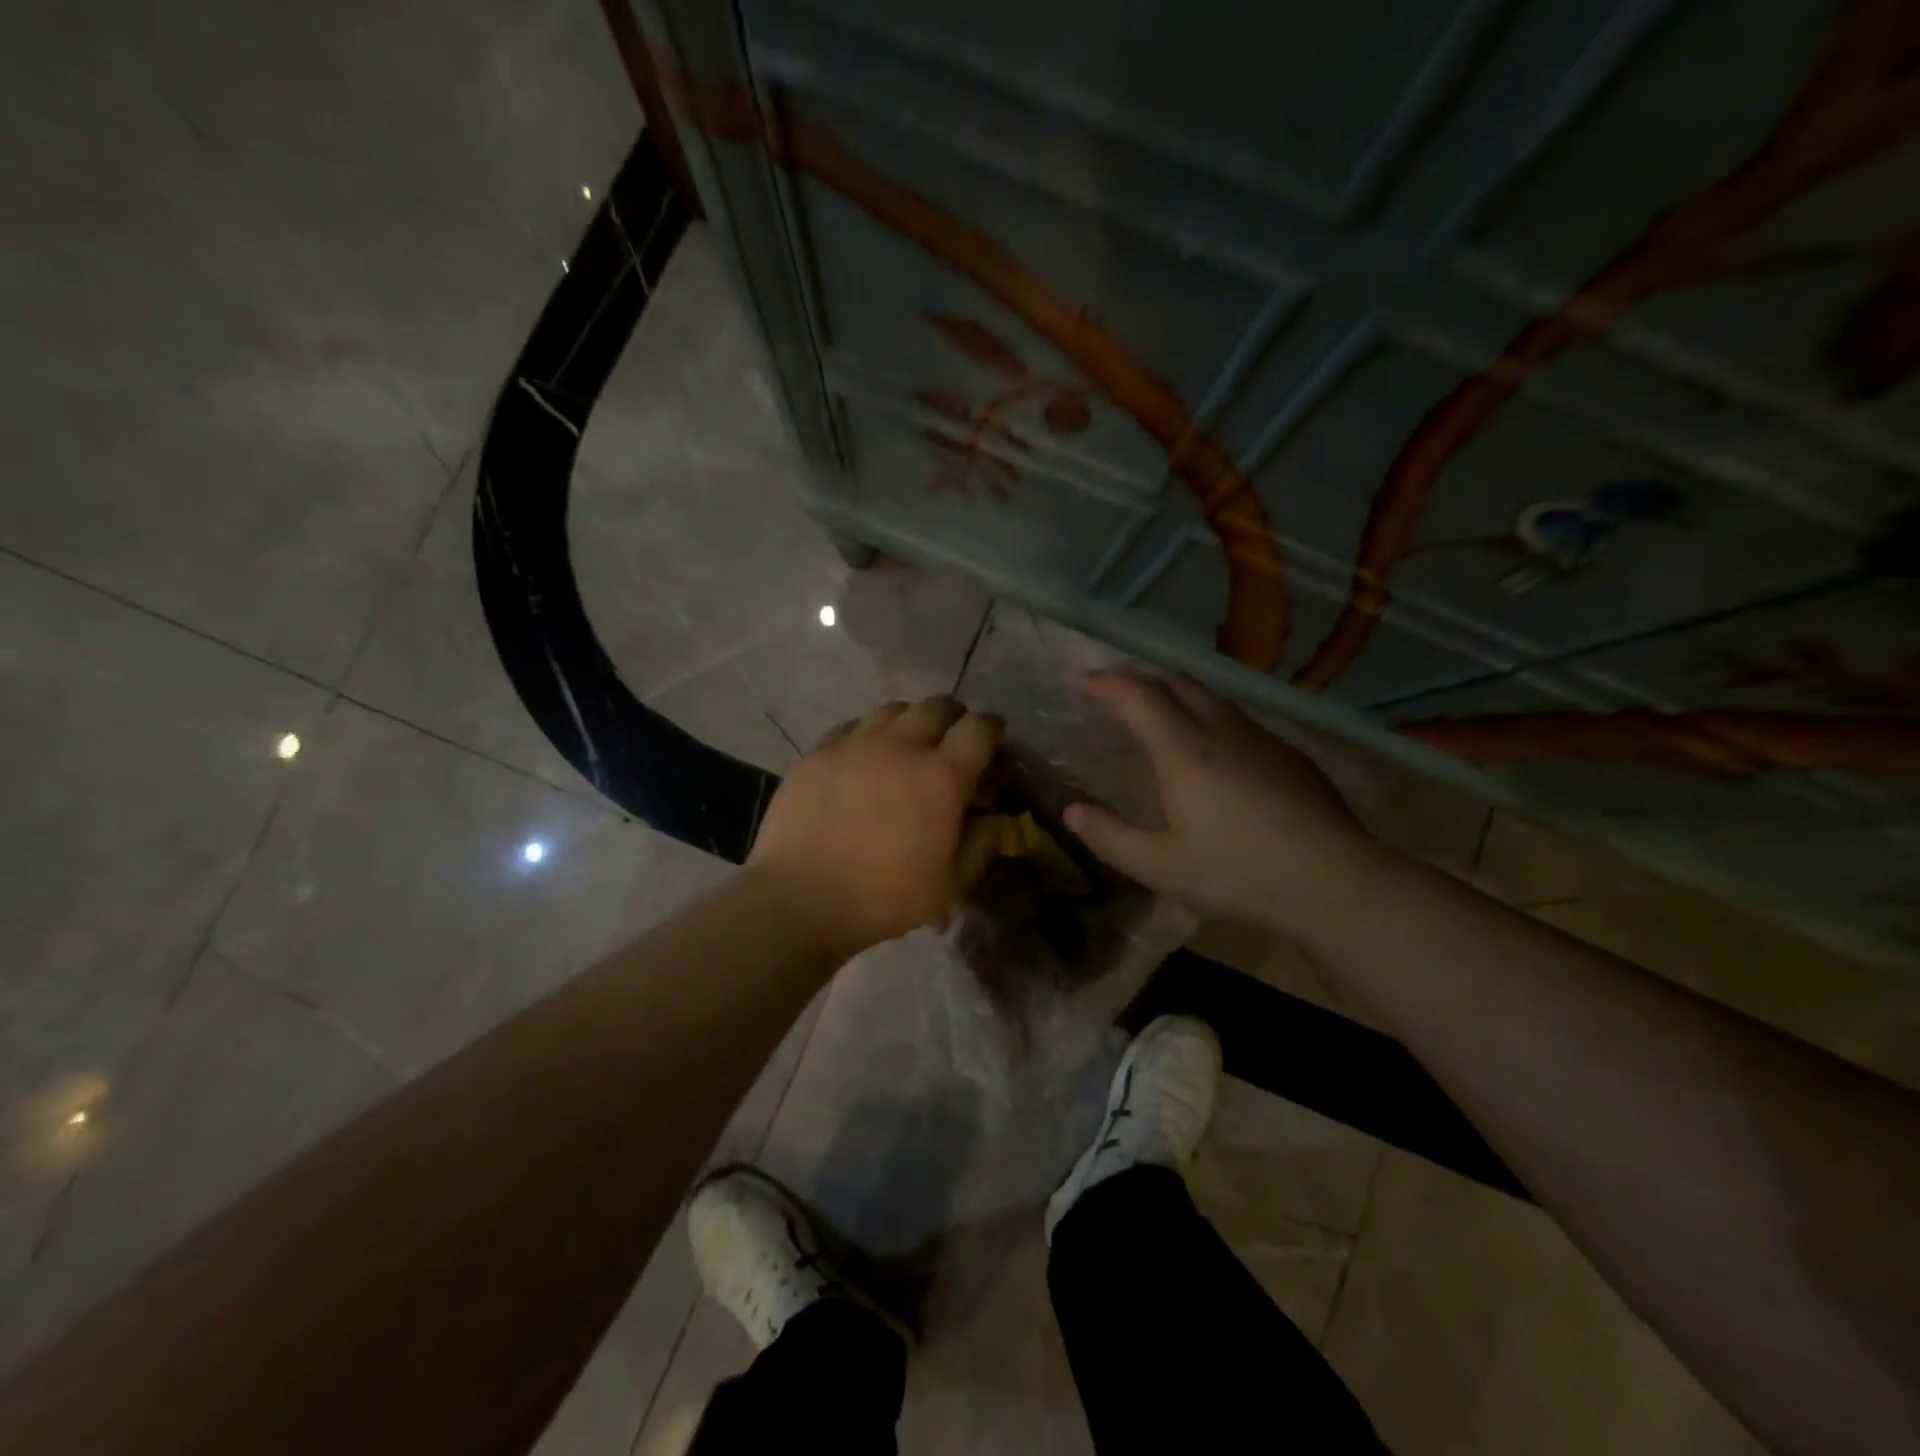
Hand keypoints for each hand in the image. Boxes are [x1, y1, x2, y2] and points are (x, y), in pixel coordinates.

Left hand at [746, 696, 1006, 957]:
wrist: (800, 899)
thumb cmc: (884, 898)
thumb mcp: (950, 884)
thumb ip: (982, 844)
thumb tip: (997, 816)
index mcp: (942, 776)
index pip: (980, 727)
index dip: (992, 728)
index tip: (993, 741)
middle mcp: (901, 746)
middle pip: (937, 706)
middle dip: (954, 718)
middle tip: (951, 742)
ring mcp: (856, 744)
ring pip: (894, 709)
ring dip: (911, 721)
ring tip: (907, 746)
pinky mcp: (819, 751)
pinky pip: (854, 726)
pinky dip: (870, 734)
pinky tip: (865, 758)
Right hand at [1063, 670, 1387, 935]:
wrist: (1335, 882)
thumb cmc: (1239, 874)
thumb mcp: (1160, 867)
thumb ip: (1109, 837)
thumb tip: (1072, 812)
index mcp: (1183, 751)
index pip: (1137, 694)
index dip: (1104, 681)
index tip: (1080, 680)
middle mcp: (1221, 730)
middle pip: (1175, 681)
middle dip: (1138, 676)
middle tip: (1113, 687)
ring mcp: (1260, 738)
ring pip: (1210, 695)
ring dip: (1175, 691)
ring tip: (1156, 708)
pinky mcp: (1287, 753)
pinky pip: (1236, 717)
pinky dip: (1206, 713)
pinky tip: (1210, 745)